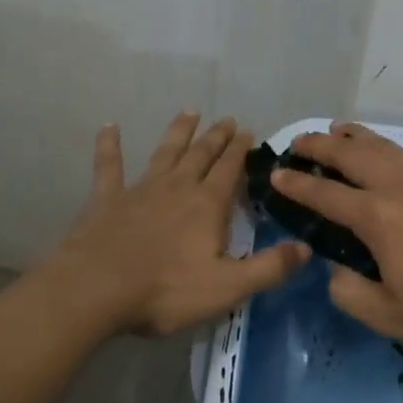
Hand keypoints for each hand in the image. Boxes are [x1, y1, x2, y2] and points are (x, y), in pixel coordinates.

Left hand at [43, 112, 310, 336]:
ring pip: (165, 152)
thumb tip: (306, 247)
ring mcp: (139, 189)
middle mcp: (177, 187)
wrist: (96, 289)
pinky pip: (108, 165)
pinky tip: (109, 126)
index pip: (229, 170)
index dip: (240, 151)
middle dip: (216, 137)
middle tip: (226, 119)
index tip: (248, 130)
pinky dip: (109, 145)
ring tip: (189, 111)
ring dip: (178, 132)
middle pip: (201, 155)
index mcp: (207, 205)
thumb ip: (268, 268)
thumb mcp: (227, 287)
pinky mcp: (106, 199)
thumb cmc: (165, 291)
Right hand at [274, 123, 402, 356]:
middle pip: (351, 153)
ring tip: (340, 130)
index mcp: (377, 217)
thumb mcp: (390, 317)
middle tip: (300, 141)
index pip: (324, 194)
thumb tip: (337, 270)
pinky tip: (398, 166)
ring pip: (386, 146)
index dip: (296, 184)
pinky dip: (396, 156)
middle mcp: (400, 185)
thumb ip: (350, 292)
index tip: (276, 173)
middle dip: (320, 144)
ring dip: (356, 137)